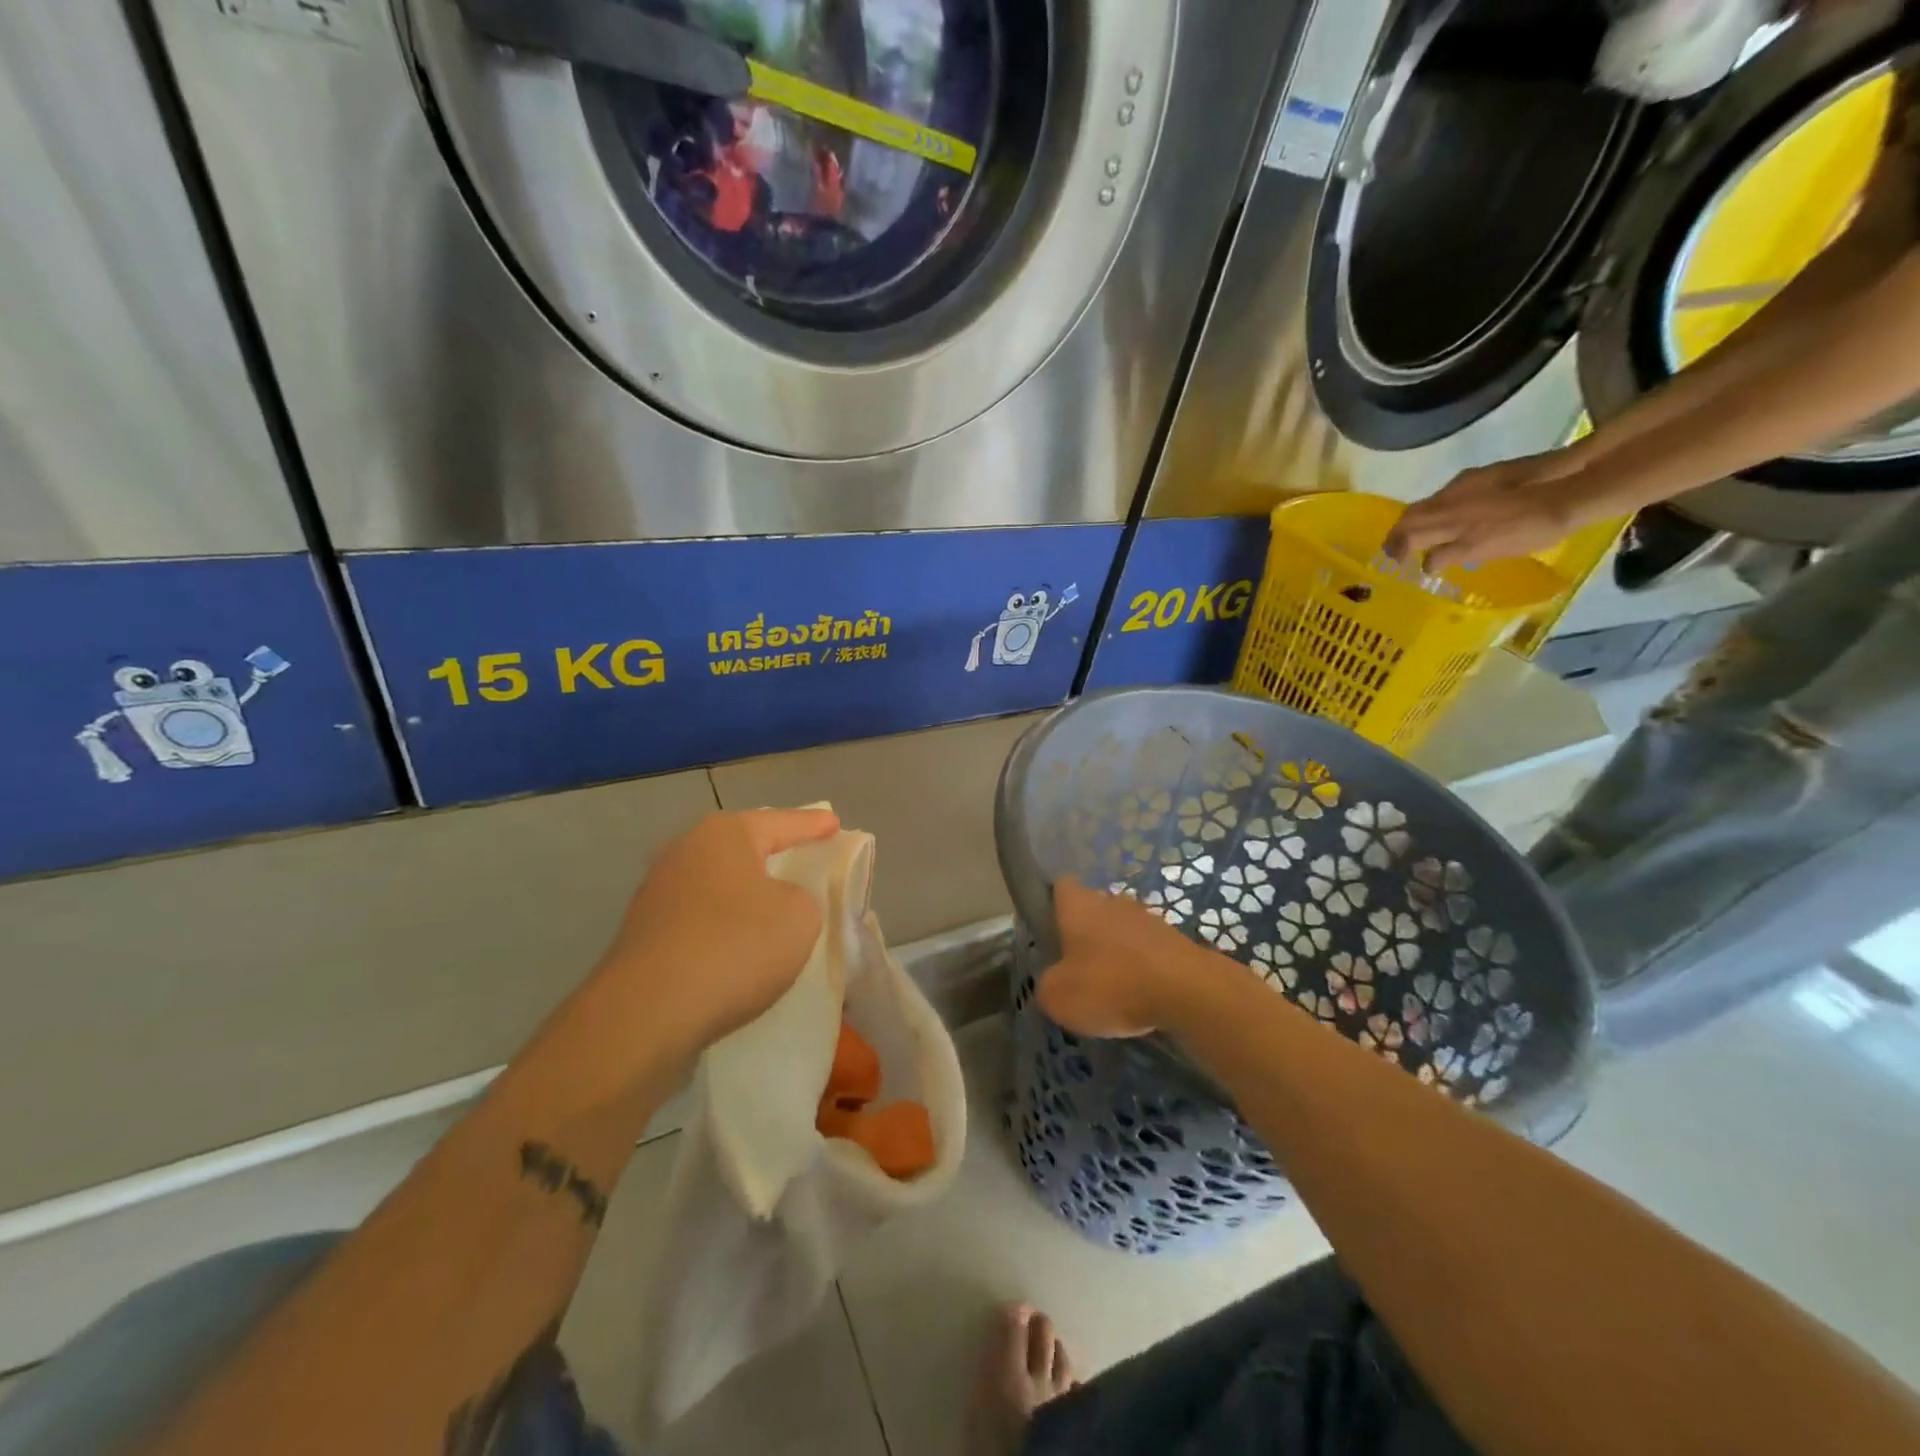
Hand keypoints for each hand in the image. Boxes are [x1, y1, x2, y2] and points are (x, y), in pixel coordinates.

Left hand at [594, 808, 840, 1052]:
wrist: (647, 1013)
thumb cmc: (735, 946)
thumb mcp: (799, 916)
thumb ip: (801, 897)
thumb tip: (776, 902)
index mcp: (725, 834)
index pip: (782, 822)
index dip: (813, 825)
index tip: (835, 825)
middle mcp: (686, 850)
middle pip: (744, 846)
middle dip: (774, 851)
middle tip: (803, 855)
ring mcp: (658, 891)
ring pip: (720, 882)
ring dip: (747, 891)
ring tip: (774, 903)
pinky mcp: (645, 932)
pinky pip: (701, 916)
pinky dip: (725, 923)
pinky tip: (739, 942)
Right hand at [1037, 878, 1212, 1037]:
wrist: (1187, 991)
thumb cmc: (1111, 985)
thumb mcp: (1058, 997)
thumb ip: (1047, 985)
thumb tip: (1053, 981)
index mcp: (1078, 905)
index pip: (1059, 887)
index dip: (1051, 905)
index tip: (1048, 932)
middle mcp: (1112, 901)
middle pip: (1091, 909)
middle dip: (1084, 934)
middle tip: (1076, 968)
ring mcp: (1147, 917)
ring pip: (1121, 930)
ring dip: (1115, 952)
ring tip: (1111, 989)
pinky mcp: (1174, 939)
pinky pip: (1147, 950)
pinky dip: (1141, 968)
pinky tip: (1141, 997)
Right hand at [1383, 451, 1594, 570]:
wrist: (1575, 487)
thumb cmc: (1537, 528)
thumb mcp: (1493, 551)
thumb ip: (1456, 554)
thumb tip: (1430, 561)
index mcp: (1453, 528)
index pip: (1413, 541)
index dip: (1405, 554)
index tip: (1406, 565)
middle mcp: (1450, 505)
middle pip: (1410, 520)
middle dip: (1396, 538)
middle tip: (1394, 551)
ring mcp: (1463, 487)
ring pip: (1423, 507)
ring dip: (1412, 522)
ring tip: (1415, 534)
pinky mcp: (1479, 476)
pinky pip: (1444, 495)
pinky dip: (1437, 509)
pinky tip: (1451, 515)